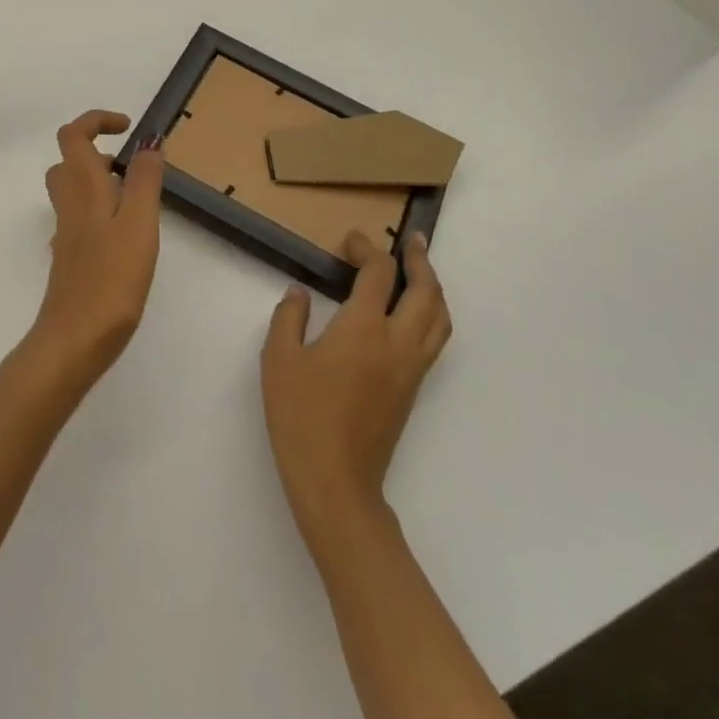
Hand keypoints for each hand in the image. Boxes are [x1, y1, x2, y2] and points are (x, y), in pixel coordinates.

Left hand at [32, 110, 163, 381]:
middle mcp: (68, 205)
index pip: (73, 135)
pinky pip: (78, 219)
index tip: (128, 128)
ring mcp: (66, 233)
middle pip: (69, 162)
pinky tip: (123, 236)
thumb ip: (144, 181)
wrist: (75, 337)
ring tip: (135, 198)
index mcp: (83, 189)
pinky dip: (98, 212)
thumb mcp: (139, 224)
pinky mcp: (70, 257)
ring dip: (99, 181)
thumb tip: (149, 141)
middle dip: (98, 152)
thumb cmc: (112, 278)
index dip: (97, 121)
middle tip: (133, 167)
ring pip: (72, 190)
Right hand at [261, 230, 451, 555]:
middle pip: (425, 293)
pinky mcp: (412, 390)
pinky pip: (434, 340)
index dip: (367, 250)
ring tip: (421, 273)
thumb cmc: (301, 415)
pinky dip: (433, 315)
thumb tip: (299, 293)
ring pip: (440, 319)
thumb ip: (289, 318)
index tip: (352, 240)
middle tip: (412, 242)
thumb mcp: (278, 359)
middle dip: (420, 262)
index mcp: (363, 329)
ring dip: (434, 289)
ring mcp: (411, 369)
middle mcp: (397, 343)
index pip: (378, 275)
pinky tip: (413, 315)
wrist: (335, 479)